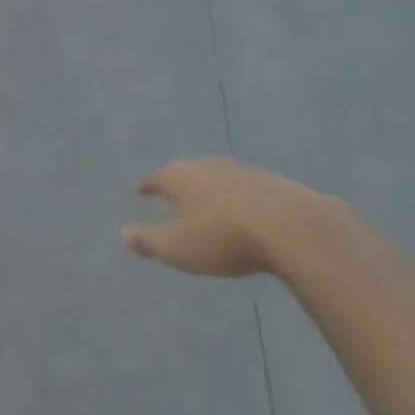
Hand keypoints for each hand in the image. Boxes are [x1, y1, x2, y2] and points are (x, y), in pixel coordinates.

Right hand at [122, 158, 325, 276]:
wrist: (291, 226)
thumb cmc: (223, 238)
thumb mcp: (178, 248)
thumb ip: (149, 240)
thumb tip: (123, 233)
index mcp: (181, 177)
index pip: (156, 178)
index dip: (147, 186)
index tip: (141, 190)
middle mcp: (207, 165)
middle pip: (186, 172)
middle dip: (178, 184)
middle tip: (171, 194)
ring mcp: (240, 169)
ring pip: (215, 177)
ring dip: (208, 190)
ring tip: (205, 204)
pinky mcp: (269, 181)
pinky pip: (242, 187)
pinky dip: (235, 197)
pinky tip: (240, 210)